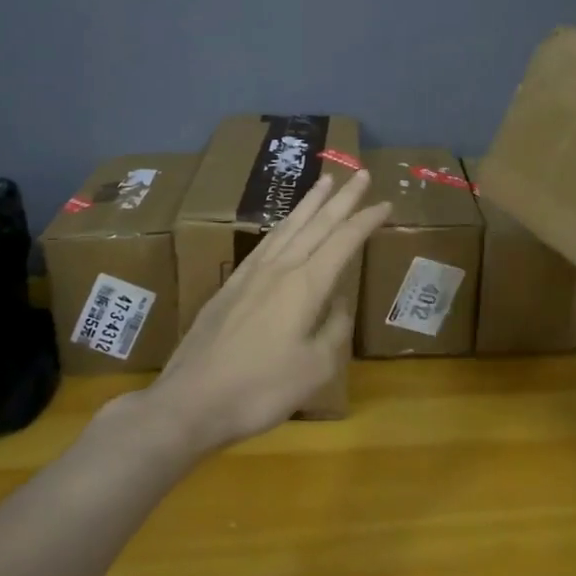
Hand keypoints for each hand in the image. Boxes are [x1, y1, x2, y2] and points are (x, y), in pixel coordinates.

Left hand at [125, 169, 390, 455]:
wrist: (190, 402)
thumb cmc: (260, 390)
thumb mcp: (316, 368)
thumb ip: (334, 329)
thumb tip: (337, 302)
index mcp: (306, 285)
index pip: (344, 241)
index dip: (366, 220)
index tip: (386, 203)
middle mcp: (280, 269)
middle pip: (317, 223)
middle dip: (342, 198)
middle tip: (360, 173)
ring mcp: (251, 274)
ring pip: (288, 227)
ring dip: (311, 203)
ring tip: (326, 182)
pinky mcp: (231, 286)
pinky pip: (266, 242)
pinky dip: (284, 225)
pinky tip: (286, 225)